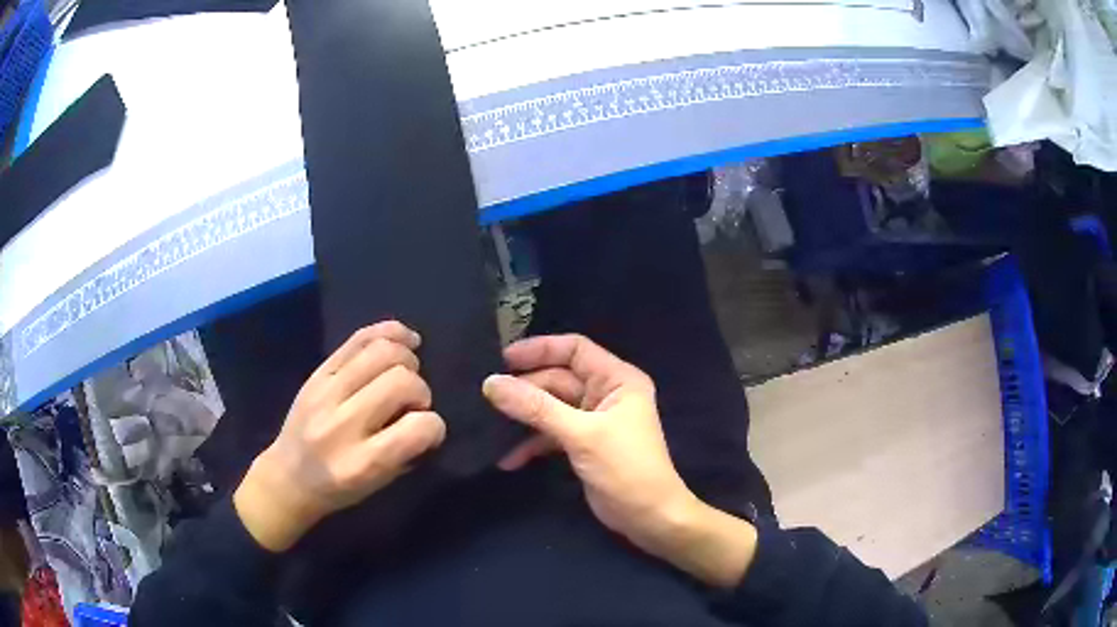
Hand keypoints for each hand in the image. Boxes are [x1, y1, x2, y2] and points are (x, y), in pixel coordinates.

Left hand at [234, 322, 445, 551]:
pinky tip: (405, 340)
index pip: (418, 428)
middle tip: (411, 405)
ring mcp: (325, 392)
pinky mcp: (317, 373)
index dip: (435, 426)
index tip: (428, 431)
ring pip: (382, 353)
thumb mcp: (377, 485)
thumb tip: (427, 416)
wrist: (288, 477)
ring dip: (407, 361)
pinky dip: (389, 333)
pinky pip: (357, 339)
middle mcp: (342, 424)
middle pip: (401, 381)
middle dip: (420, 391)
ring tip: (407, 373)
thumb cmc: (337, 489)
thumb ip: (406, 451)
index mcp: (362, 463)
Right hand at [483, 334, 757, 588]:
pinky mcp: (583, 444)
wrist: (649, 517)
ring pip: (551, 407)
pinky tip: (509, 460)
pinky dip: (532, 444)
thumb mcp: (581, 435)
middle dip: (525, 389)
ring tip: (490, 425)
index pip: (575, 349)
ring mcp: (593, 420)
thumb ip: (536, 408)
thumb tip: (491, 383)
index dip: (540, 349)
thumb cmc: (625, 468)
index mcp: (617, 379)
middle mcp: (606, 393)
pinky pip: (551, 433)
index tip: (503, 359)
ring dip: (524, 418)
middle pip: (558, 379)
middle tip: (487, 397)